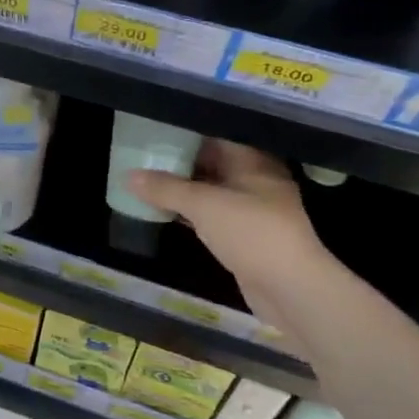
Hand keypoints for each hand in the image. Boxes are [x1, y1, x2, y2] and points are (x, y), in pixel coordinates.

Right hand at [128, 140, 335, 315]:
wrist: (291, 289)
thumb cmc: (251, 233)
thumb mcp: (203, 205)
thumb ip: (165, 188)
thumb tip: (128, 176)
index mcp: (253, 162)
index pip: (215, 136)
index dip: (186, 132)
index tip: (155, 130)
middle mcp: (255, 180)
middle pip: (212, 162)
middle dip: (180, 160)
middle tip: (143, 153)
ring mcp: (251, 210)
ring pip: (210, 190)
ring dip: (182, 187)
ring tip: (145, 179)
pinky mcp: (244, 236)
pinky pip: (211, 214)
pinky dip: (189, 211)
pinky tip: (163, 210)